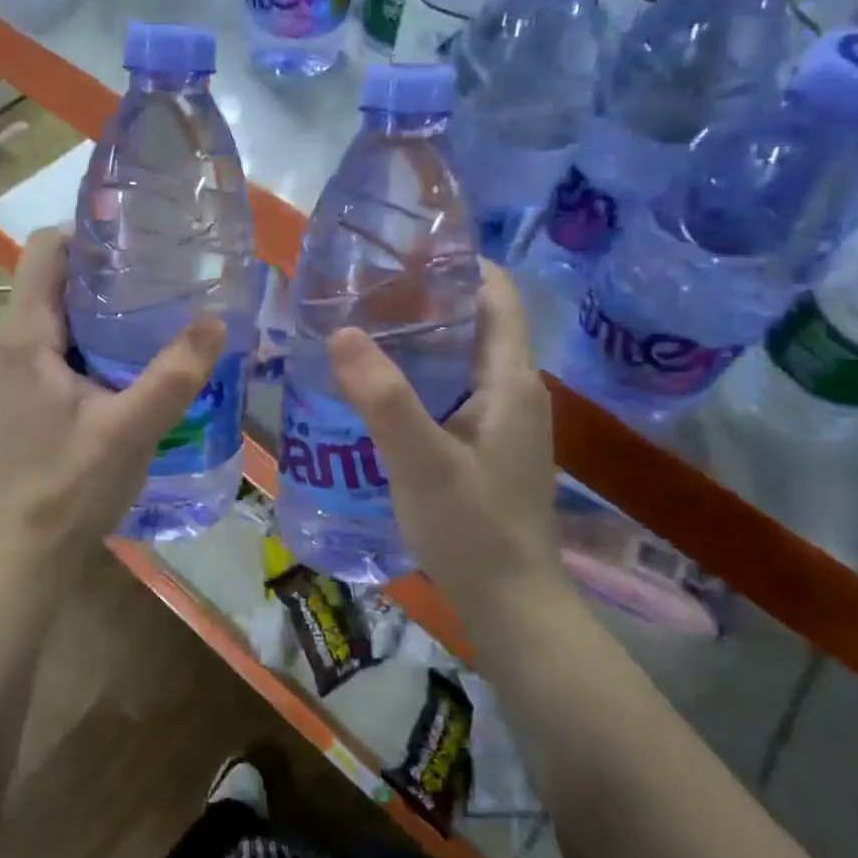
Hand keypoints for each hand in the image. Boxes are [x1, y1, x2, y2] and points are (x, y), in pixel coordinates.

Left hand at [0, 231, 224, 566]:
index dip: (90, 235)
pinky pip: (49, 354)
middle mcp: (2, 346)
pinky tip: (124, 375)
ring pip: (53, 322)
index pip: (45, 250)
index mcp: (23, 338)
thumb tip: (216, 321)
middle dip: (105, 278)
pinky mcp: (11, 403)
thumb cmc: (68, 489)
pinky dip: (85, 349)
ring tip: (152, 327)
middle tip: (162, 286)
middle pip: (53, 285)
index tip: (140, 244)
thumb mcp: (131, 429)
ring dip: (98, 318)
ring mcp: (2, 377)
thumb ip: (175, 373)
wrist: (18, 560)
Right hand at [329, 262, 564, 597]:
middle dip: (424, 301)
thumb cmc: (472, 528)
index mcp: (511, 379)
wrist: (511, 604)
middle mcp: (515, 390)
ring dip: (418, 342)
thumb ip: (383, 397)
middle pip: (474, 322)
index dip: (458, 263)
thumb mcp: (421, 460)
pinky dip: (420, 378)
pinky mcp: (489, 447)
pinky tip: (378, 393)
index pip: (496, 293)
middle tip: (363, 294)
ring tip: (361, 333)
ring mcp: (504, 421)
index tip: (403, 253)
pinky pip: (454, 391)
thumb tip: (342, 331)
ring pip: (461, 359)